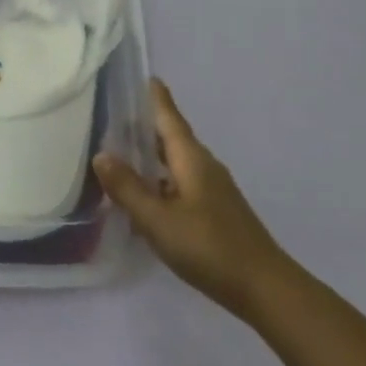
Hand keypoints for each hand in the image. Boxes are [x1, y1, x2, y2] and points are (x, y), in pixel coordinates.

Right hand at [93, 79, 290, 318]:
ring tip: (120, 154)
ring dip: (151, 156)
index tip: (146, 76)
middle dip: (146, 126)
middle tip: (114, 116)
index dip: (157, 98)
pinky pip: (180, 184)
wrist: (265, 289)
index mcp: (192, 159)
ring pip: (175, 163)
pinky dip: (159, 181)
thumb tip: (101, 154)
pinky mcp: (215, 212)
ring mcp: (212, 190)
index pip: (170, 118)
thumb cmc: (208, 247)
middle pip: (172, 138)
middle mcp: (204, 167)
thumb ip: (128, 188)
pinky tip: (143, 197)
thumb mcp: (158, 219)